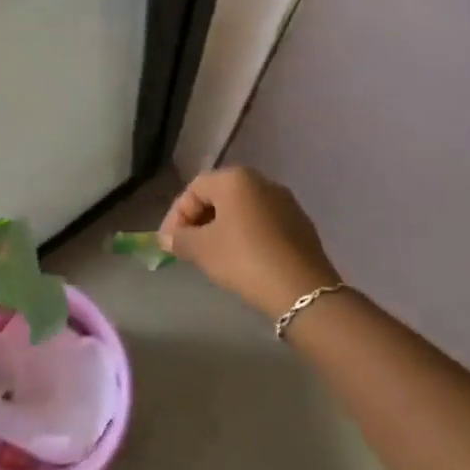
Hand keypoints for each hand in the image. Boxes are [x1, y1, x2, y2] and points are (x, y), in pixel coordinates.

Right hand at [159, 166, 339, 315]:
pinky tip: (241, 259)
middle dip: (198, 220)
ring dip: (221, 228)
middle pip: (218, 196)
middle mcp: (262, 181)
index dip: (176, 215)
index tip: (168, 242)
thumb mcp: (202, 250)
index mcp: (235, 179)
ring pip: (241, 210)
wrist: (303, 291)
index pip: (194, 189)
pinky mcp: (300, 224)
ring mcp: (285, 202)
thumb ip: (179, 239)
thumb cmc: (244, 259)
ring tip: (211, 254)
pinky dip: (245, 235)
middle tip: (187, 246)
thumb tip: (166, 238)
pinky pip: (262, 222)